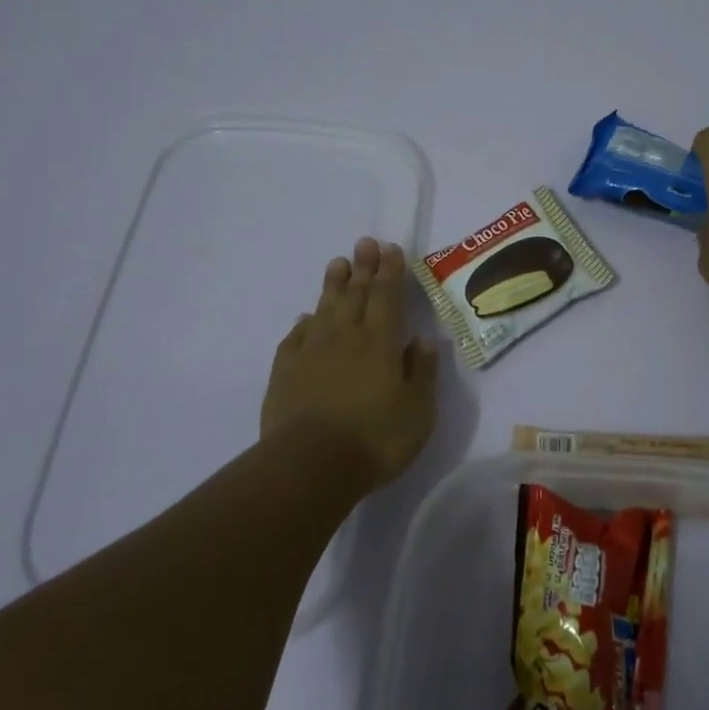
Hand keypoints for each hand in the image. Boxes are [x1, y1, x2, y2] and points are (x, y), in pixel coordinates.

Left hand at [260, 238, 439, 489]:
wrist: (310, 465)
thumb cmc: (375, 438)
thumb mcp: (418, 410)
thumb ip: (421, 372)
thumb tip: (423, 340)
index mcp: (381, 342)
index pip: (387, 296)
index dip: (390, 271)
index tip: (390, 249)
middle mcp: (346, 336)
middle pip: (355, 293)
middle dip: (363, 267)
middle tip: (364, 244)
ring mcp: (312, 351)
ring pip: (324, 308)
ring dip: (333, 284)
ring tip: (338, 264)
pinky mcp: (285, 371)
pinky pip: (296, 337)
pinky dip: (304, 323)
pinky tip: (306, 318)